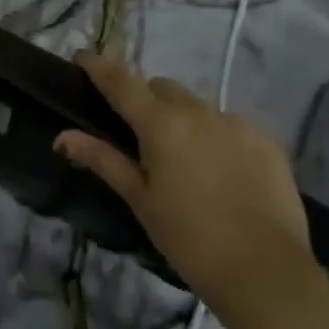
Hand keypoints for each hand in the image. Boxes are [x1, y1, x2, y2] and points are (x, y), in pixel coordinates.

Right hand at [56, 53, 314, 320]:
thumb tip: (62, 136)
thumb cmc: (190, 239)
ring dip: (185, 121)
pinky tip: (223, 176)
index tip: (83, 56)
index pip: (121, 82)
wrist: (266, 272)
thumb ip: (103, 160)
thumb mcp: (141, 201)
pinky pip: (231, 126)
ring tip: (188, 164)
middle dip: (147, 102)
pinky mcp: (266, 140)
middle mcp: (199, 111)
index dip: (99, 66)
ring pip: (199, 107)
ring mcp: (237, 122)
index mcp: (162, 123)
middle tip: (142, 138)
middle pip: (162, 89)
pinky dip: (218, 139)